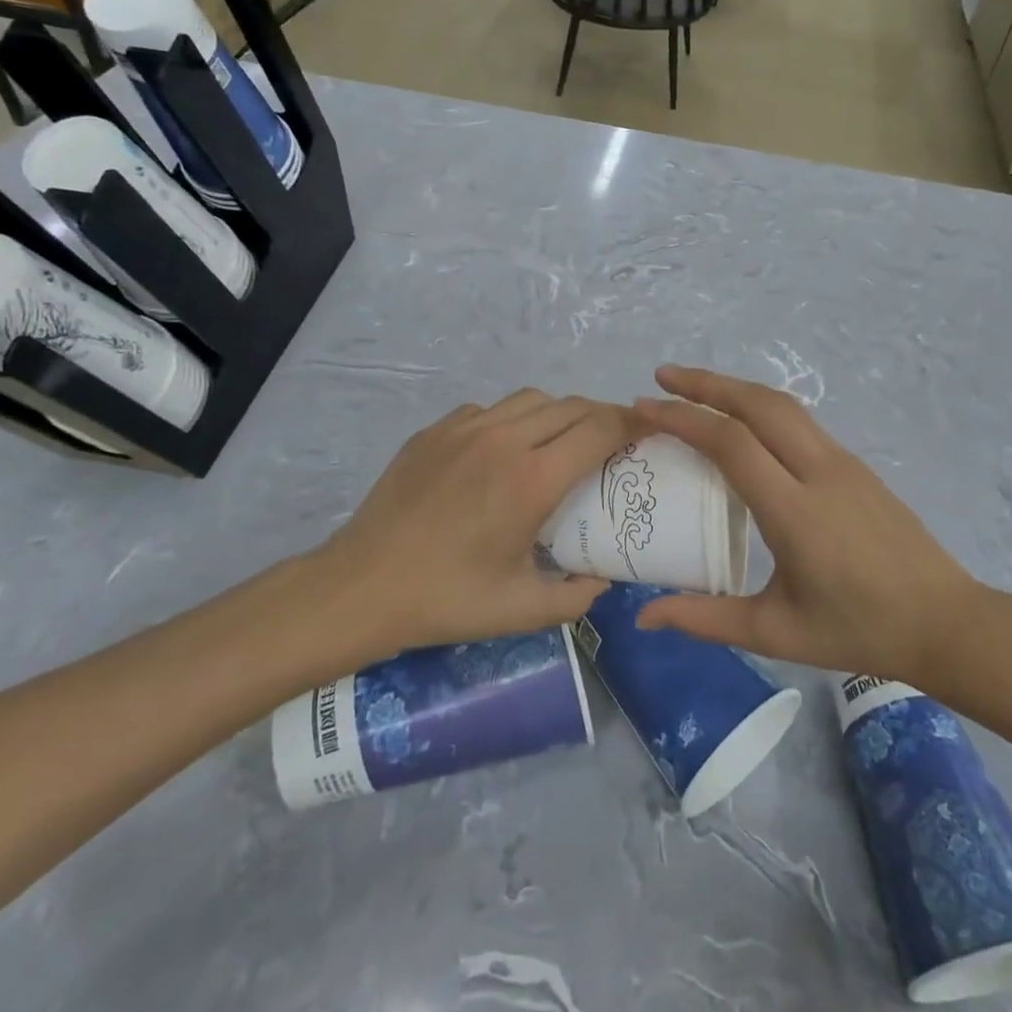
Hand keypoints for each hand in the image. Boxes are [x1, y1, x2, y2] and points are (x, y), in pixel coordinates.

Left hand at [304, 390, 639, 662]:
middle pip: (572, 405)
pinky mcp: (435, 430)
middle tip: (613, 442)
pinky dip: (513, 420)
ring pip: (531, 400)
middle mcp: (503, 440)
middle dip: (602, 416)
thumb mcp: (521, 611)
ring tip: (562, 443)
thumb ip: (577, 596)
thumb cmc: (446, 600)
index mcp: (531, 480)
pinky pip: (490, 409)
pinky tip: (505, 452)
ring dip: (559, 414)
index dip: (632, 423)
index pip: (599, 428)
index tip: (651, 429)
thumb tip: (604, 581)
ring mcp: (464, 429)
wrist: (361, 586)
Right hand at [632, 367, 1000, 696]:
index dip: (683, 418)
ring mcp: (843, 463)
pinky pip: (800, 422)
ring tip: (694, 389)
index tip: (644, 408)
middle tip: (662, 376)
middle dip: (706, 382)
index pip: (732, 444)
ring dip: (735, 389)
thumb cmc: (859, 631)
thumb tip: (643, 616)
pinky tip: (743, 424)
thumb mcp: (775, 632)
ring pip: (782, 405)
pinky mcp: (856, 466)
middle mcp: (820, 471)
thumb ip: (705, 619)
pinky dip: (760, 408)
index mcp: (796, 511)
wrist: (946, 622)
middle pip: (758, 404)